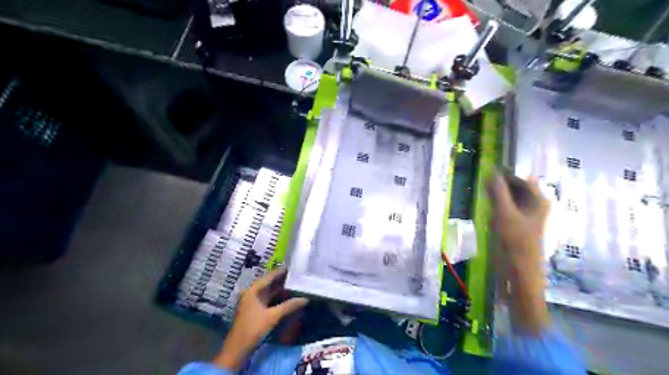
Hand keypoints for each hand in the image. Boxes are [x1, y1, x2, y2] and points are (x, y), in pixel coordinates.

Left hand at [213, 268, 309, 370]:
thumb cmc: (253, 328)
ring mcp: (253, 302)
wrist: (238, 349)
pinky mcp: (255, 310)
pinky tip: (288, 297)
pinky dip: (278, 297)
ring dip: (281, 289)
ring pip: (269, 291)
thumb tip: (305, 298)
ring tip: (296, 283)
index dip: (281, 271)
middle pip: (269, 283)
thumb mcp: (273, 316)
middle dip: (283, 279)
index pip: (270, 276)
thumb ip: (289, 306)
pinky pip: (268, 299)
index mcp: (253, 290)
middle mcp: (252, 293)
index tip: (294, 266)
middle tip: (298, 274)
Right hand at [491, 172, 551, 333]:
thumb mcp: (504, 214)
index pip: (520, 178)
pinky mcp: (519, 227)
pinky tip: (487, 209)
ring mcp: (527, 217)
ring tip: (482, 195)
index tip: (485, 172)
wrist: (520, 273)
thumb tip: (490, 172)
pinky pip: (508, 209)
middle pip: (516, 188)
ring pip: (511, 199)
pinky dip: (497, 206)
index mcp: (539, 200)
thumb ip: (498, 192)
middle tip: (481, 184)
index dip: (504, 175)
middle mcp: (535, 206)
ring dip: (497, 195)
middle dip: (500, 185)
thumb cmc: (515, 242)